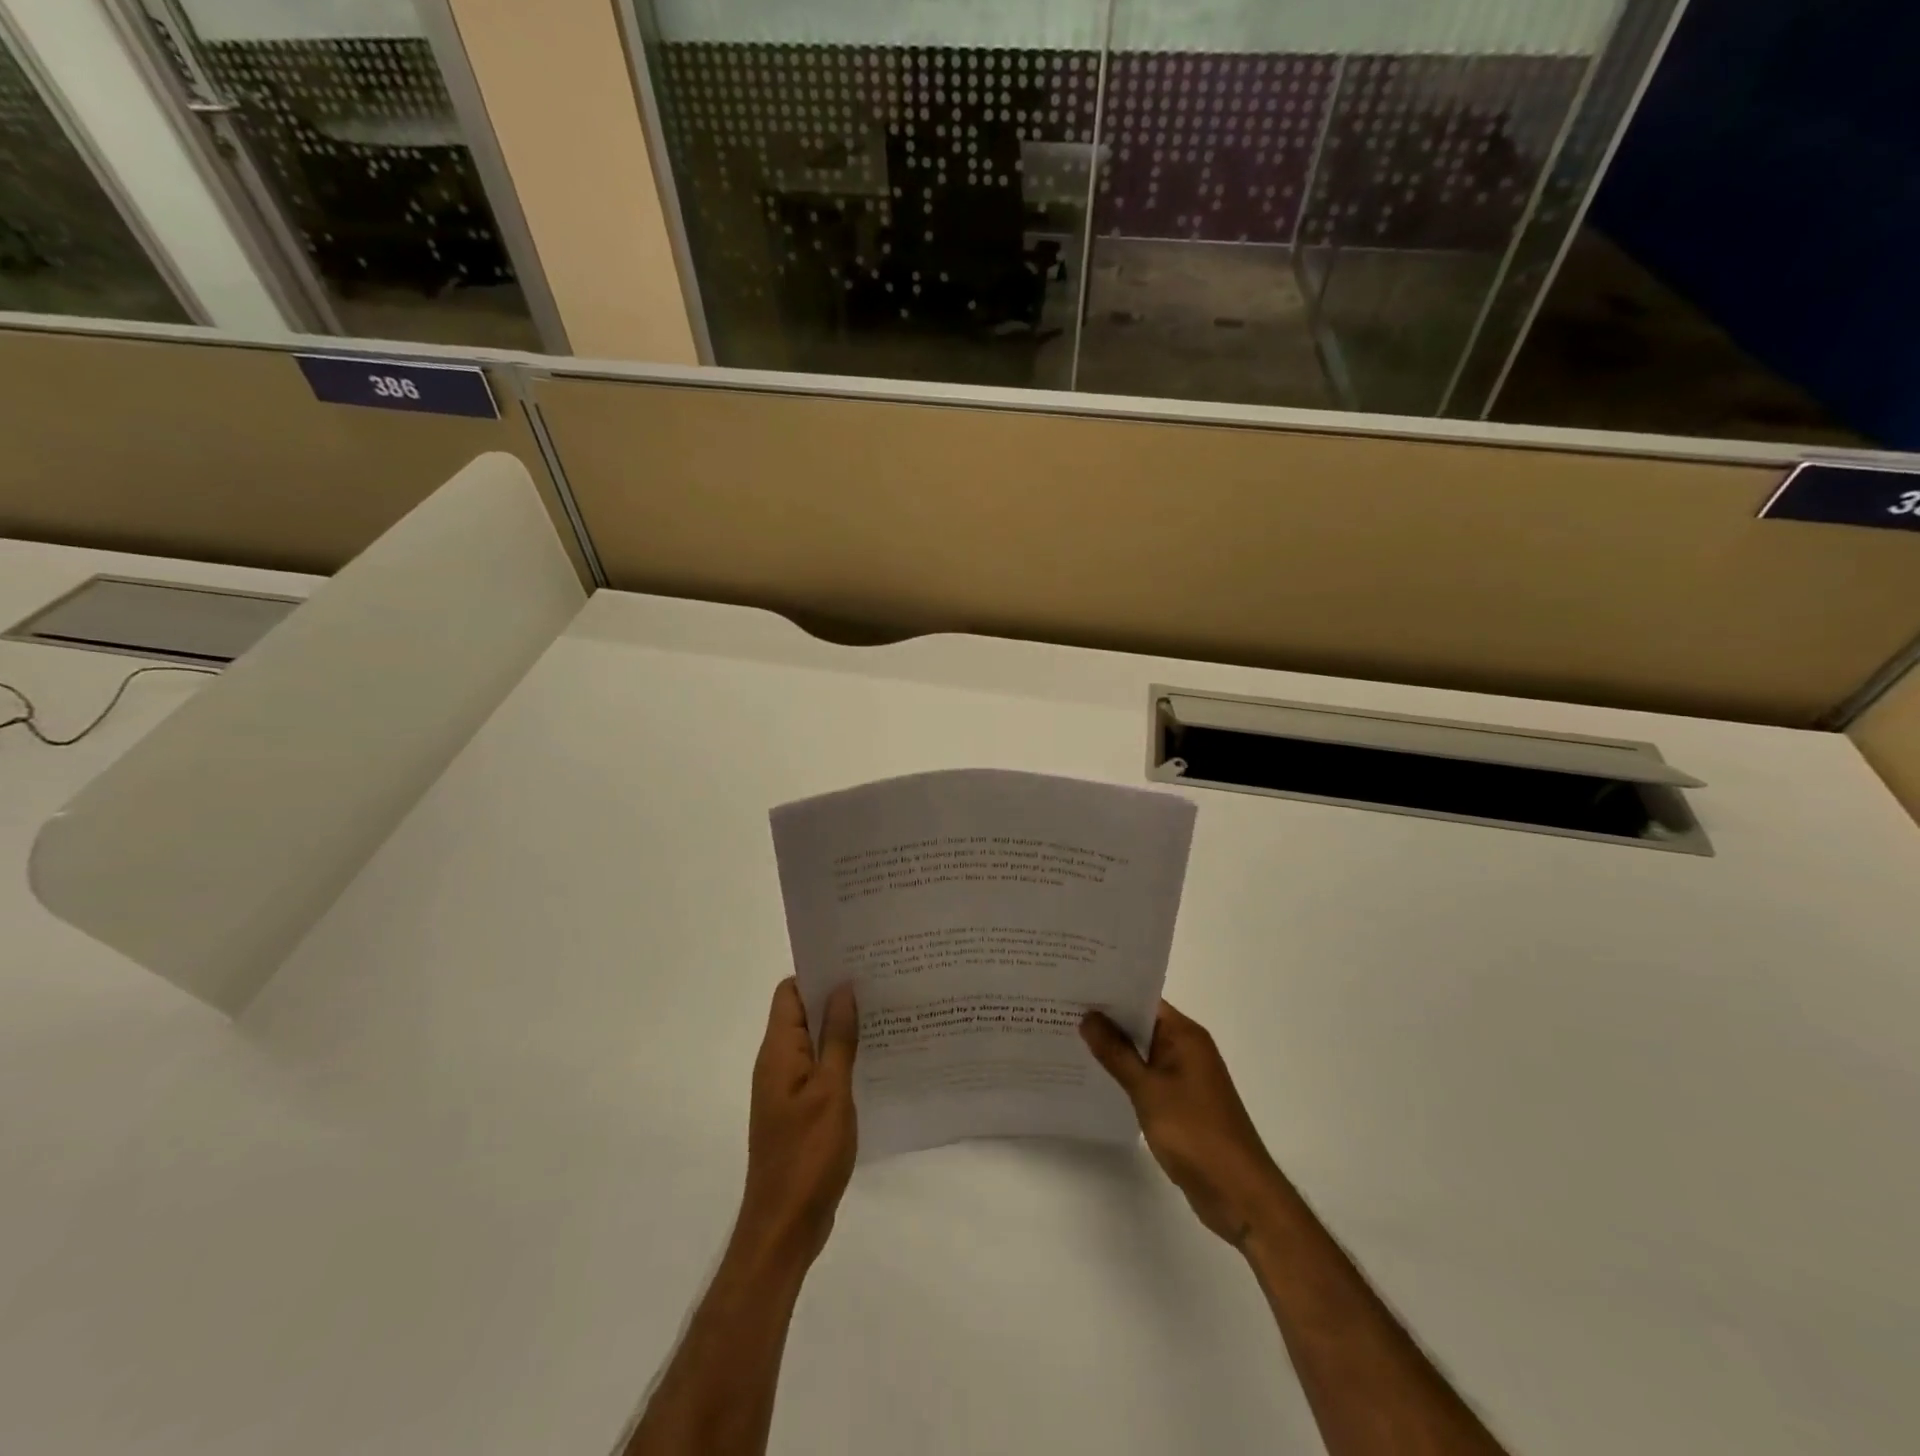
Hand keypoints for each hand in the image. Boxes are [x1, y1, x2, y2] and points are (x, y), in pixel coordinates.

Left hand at [737, 978, 858, 1267]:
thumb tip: (842, 989)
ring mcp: (788, 1089)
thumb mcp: (831, 1090)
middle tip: (879, 982)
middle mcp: (778, 1063)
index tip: (855, 962)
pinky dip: (842, 1058)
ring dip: (842, 1028)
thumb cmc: (808, 1154)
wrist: (785, 1226)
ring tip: (884, 1014)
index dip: (818, 972)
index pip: (790, 992)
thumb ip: (837, 1038)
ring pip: (814, 1042)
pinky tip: (874, 1058)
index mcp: (778, 1052)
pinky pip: (820, 1069)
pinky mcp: (800, 1110)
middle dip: (836, 997)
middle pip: (802, 1013)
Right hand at [1081, 1000, 1284, 1246]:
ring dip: (1113, 1048)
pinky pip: (1147, 1077)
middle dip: (1106, 1019)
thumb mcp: (1148, 1090)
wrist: (1239, 1193)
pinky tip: (1094, 1077)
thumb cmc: (1195, 1133)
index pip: (1143, 999)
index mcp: (1185, 1035)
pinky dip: (1125, 1074)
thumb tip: (1088, 1016)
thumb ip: (1116, 1053)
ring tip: (1068, 1038)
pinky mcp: (1181, 1103)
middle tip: (1061, 1010)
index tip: (1074, 987)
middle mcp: (1187, 1049)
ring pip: (1142, 1052)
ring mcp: (1185, 1077)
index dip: (1110, 993)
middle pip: (1141, 1023)